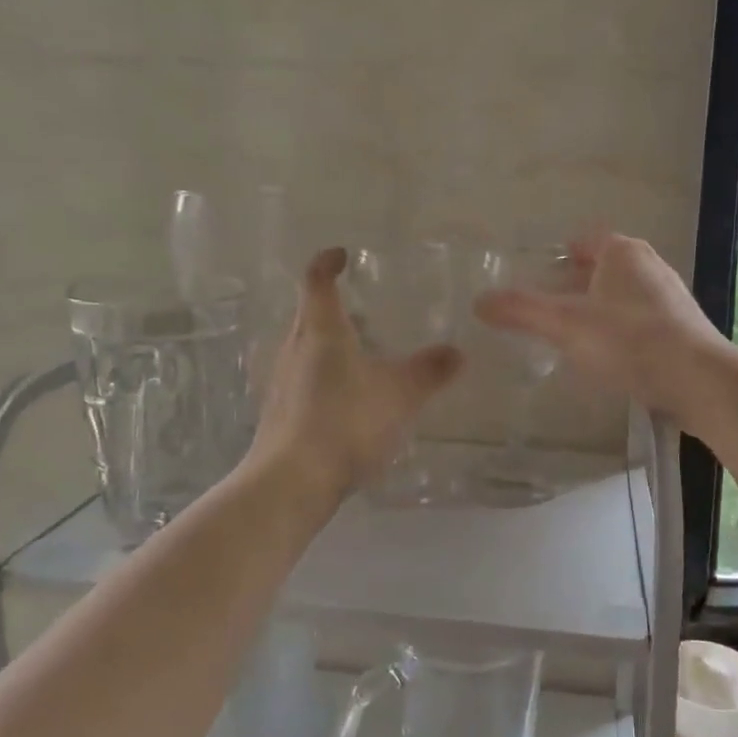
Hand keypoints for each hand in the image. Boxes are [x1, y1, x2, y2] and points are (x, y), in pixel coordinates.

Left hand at [250, 247, 463, 496]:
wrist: (291, 481)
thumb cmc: (346, 422)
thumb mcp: (401, 395)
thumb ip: (430, 371)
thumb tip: (458, 352)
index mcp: (320, 331)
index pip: (317, 280)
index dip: (328, 262)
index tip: (343, 255)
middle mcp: (294, 348)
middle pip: (308, 313)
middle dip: (333, 305)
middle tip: (363, 309)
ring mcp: (281, 382)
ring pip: (304, 348)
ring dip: (328, 344)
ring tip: (361, 354)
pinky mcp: (279, 412)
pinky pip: (303, 379)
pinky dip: (323, 376)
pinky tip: (347, 400)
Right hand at [473, 231, 731, 424]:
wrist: (699, 381)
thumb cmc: (629, 341)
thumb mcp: (565, 324)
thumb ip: (521, 311)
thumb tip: (479, 301)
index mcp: (622, 253)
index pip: (585, 240)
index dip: (560, 254)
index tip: (539, 274)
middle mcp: (650, 266)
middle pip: (603, 268)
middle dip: (576, 284)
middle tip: (548, 308)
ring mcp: (670, 297)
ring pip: (623, 295)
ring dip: (599, 309)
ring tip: (573, 335)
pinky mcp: (683, 328)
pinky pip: (641, 321)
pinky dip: (621, 331)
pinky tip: (611, 358)